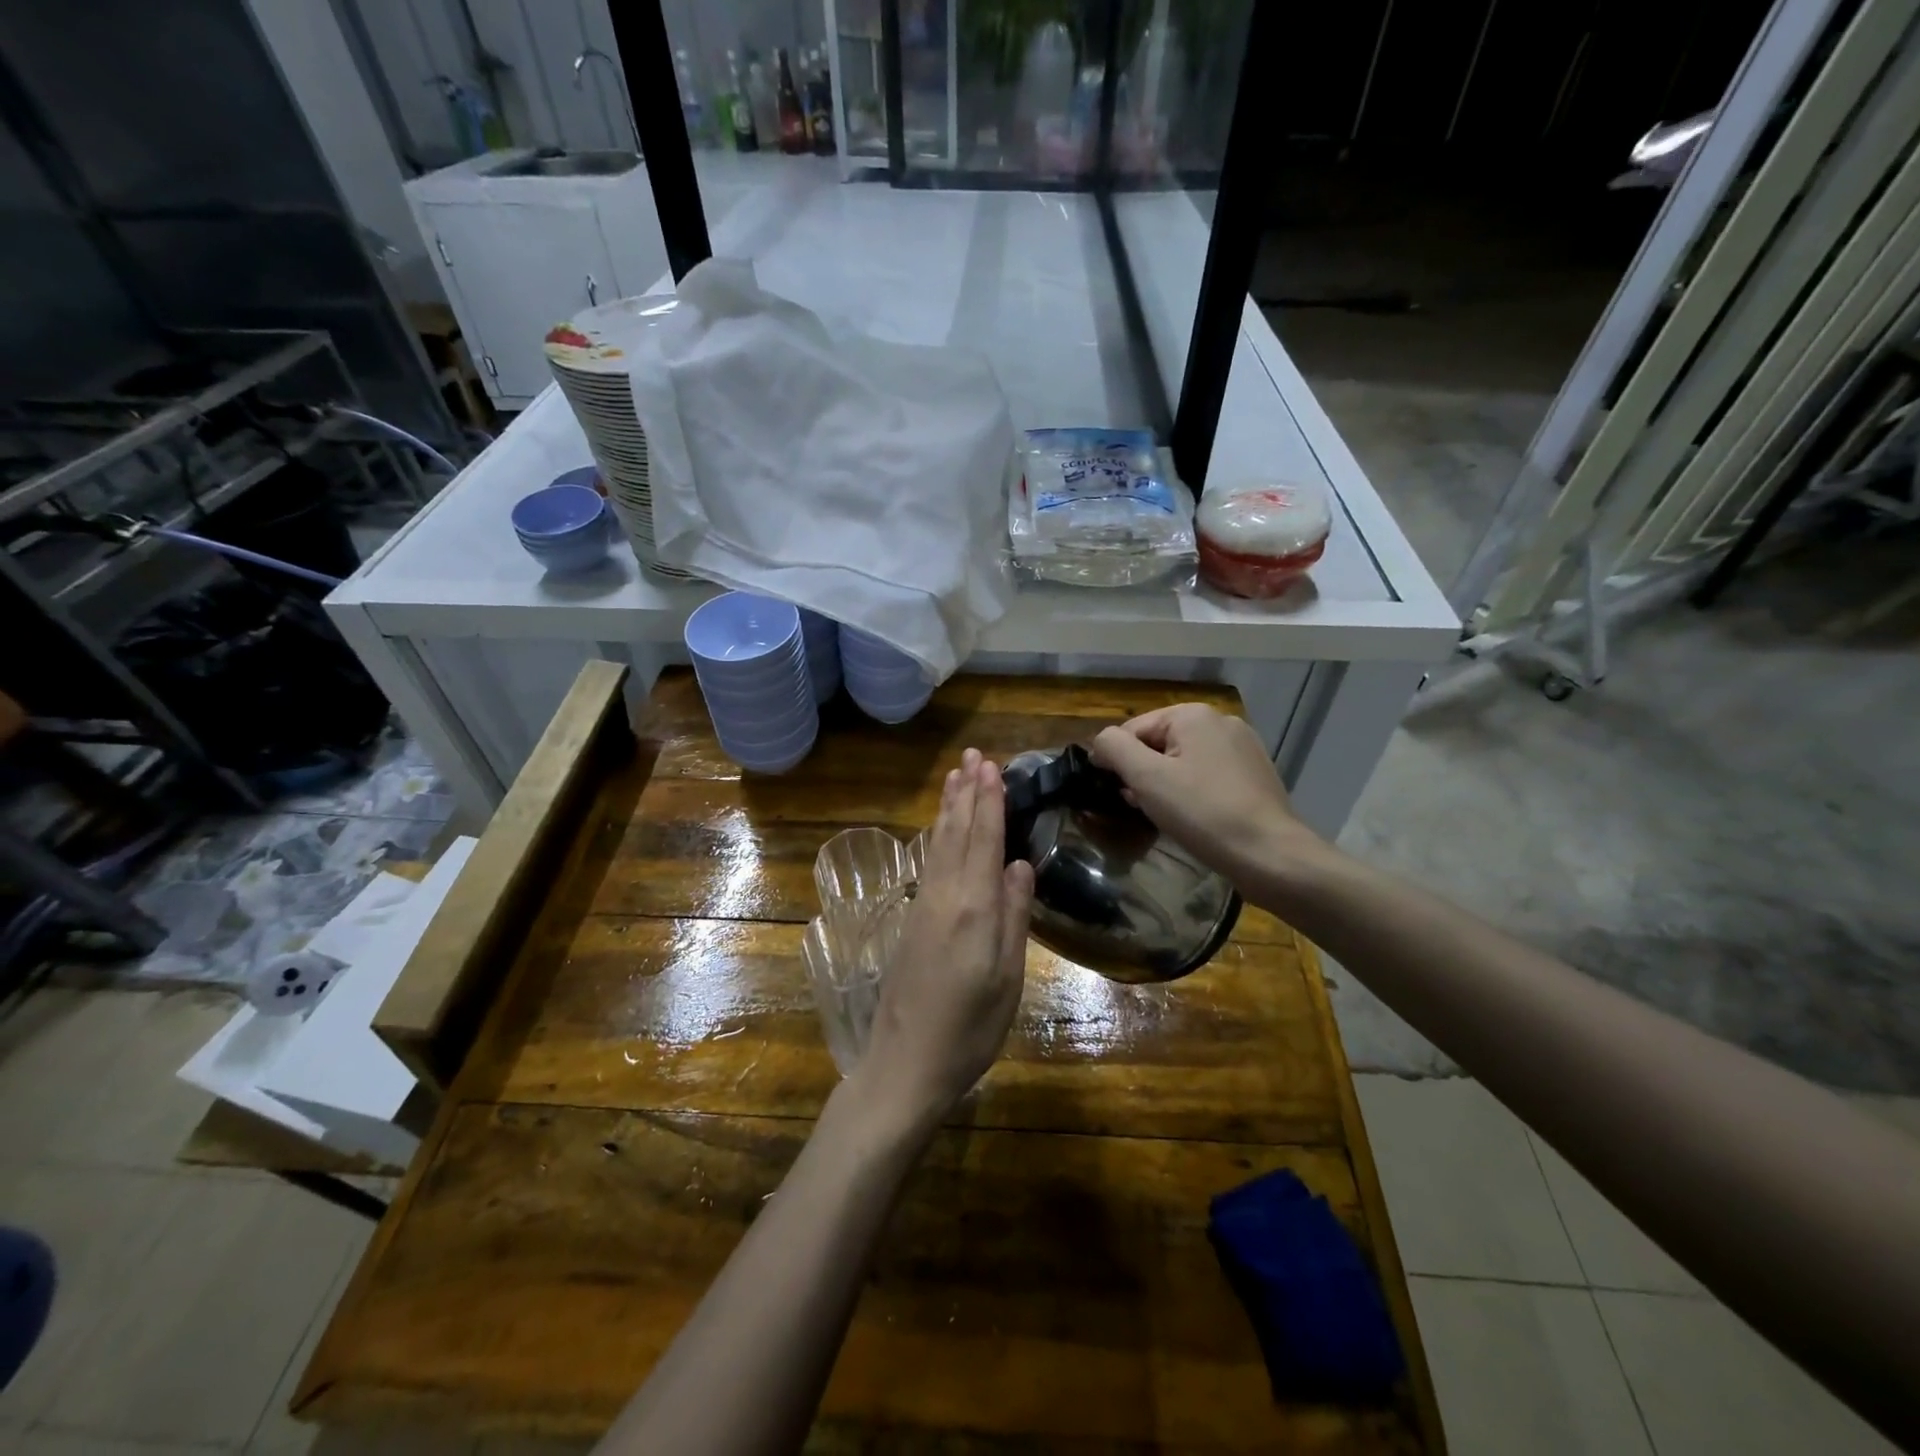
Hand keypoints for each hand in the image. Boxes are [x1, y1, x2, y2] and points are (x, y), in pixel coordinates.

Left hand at [855, 749, 1034, 1128]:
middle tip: (973, 756)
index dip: (989, 802)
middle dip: (966, 793)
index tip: (992, 767)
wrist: (905, 1065)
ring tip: (956, 777)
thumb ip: (1013, 917)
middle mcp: (943, 896)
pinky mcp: (912, 922)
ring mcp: (923, 907)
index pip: (983, 840)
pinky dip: (937, 836)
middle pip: (956, 833)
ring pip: (938, 844)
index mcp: (972, 907)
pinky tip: (939, 830)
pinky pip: (928, 863)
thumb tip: (1019, 864)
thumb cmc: (969, 1029)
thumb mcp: (1007, 979)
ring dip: (948, 808)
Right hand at [1090, 704, 1323, 892]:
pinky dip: (1193, 792)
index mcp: (1193, 714)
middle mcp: (1220, 721)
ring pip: (1184, 760)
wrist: (1269, 854)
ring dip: (1166, 784)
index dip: (1116, 760)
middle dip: (1143, 773)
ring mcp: (1243, 747)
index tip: (1115, 793)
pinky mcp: (1255, 773)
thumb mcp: (1146, 778)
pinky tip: (1194, 818)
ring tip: (1166, 816)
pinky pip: (1208, 775)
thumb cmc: (1202, 813)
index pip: (1132, 729)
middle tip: (1141, 807)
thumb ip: (1114, 748)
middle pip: (1159, 743)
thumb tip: (1101, 742)